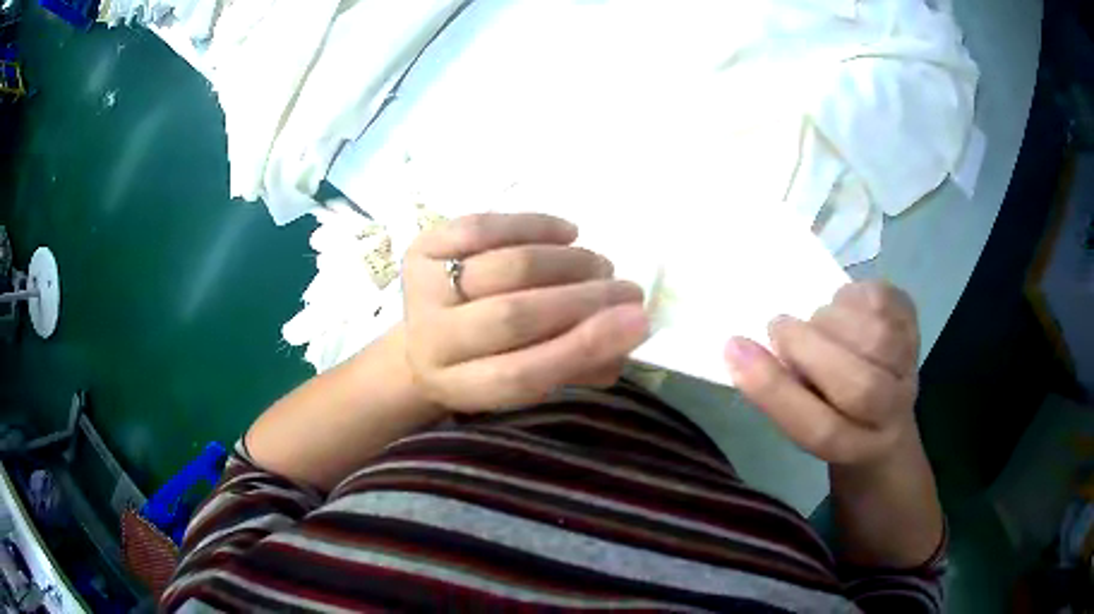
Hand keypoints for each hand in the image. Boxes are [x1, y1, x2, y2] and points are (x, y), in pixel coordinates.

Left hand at [402, 213, 649, 411]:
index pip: (523, 374)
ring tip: (598, 266)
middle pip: (514, 316)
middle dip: (585, 299)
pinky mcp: (422, 248)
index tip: (639, 321)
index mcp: (460, 387)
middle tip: (627, 290)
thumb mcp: (531, 381)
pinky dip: (535, 225)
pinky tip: (566, 234)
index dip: (585, 347)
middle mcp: (433, 342)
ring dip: (567, 262)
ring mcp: (422, 290)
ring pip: (507, 267)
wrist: (426, 336)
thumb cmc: (490, 362)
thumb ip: (579, 364)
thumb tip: (630, 331)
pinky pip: (485, 226)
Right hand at [724, 281, 920, 466]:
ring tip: (816, 320)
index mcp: (854, 447)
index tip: (735, 348)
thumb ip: (785, 393)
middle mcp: (890, 414)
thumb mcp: (804, 419)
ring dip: (833, 319)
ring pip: (878, 338)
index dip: (776, 391)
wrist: (885, 416)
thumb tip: (747, 349)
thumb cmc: (831, 416)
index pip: (819, 429)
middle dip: (811, 348)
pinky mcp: (913, 326)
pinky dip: (855, 294)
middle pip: (861, 387)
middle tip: (779, 327)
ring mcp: (909, 368)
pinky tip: (843, 304)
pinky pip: (888, 302)